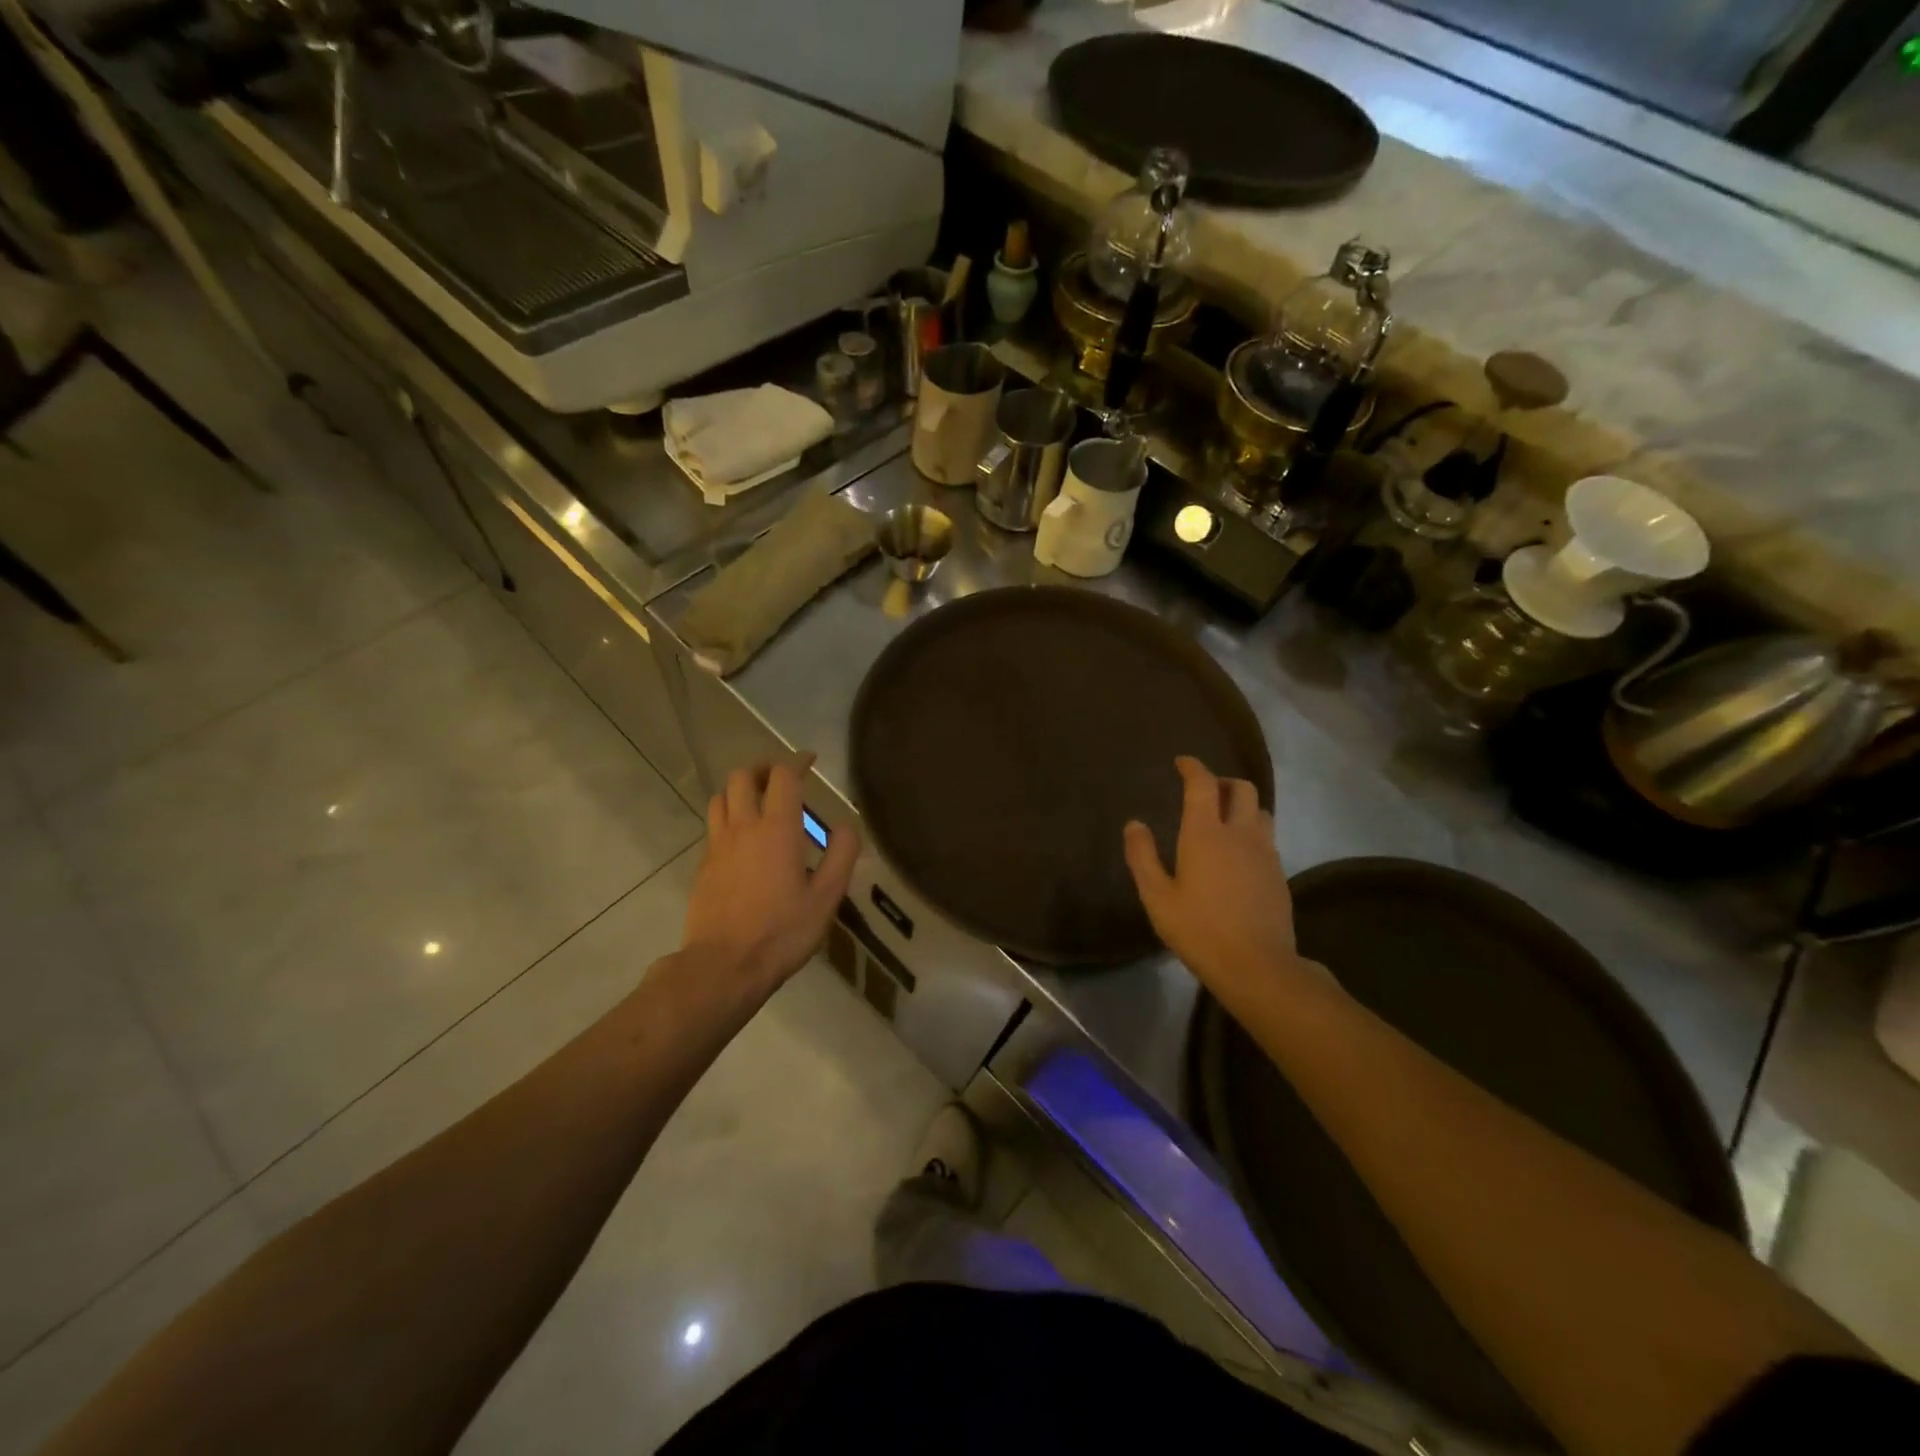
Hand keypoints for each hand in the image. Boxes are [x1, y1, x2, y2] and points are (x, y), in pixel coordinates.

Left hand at [678, 755, 858, 1002]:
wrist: (723, 966)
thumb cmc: (781, 931)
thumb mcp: (827, 898)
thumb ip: (841, 855)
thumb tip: (846, 825)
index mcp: (777, 829)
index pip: (783, 776)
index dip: (796, 761)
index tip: (809, 760)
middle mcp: (743, 826)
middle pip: (742, 776)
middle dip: (763, 769)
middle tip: (782, 780)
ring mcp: (717, 845)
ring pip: (720, 797)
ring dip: (740, 791)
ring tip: (759, 803)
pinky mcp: (703, 865)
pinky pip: (714, 825)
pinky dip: (728, 817)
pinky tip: (743, 840)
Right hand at [1123, 756, 1302, 993]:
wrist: (1257, 965)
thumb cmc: (1199, 929)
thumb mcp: (1157, 897)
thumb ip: (1143, 857)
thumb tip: (1134, 824)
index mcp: (1206, 833)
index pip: (1203, 784)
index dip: (1193, 767)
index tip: (1182, 762)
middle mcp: (1240, 833)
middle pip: (1241, 788)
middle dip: (1222, 781)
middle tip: (1205, 791)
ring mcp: (1265, 852)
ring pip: (1260, 811)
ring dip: (1242, 805)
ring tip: (1223, 819)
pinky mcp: (1279, 873)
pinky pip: (1266, 837)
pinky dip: (1251, 831)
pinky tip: (1238, 854)